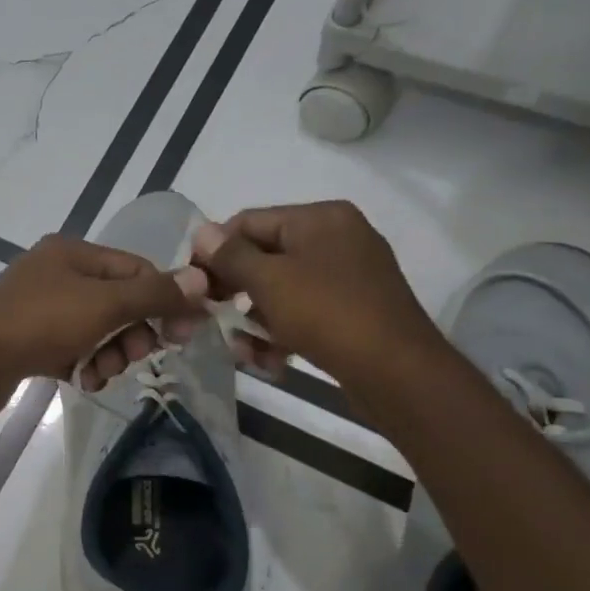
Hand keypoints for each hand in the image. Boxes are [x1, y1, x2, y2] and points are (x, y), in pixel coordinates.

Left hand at [0, 235, 205, 427]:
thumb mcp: (104, 304)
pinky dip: (82, 364)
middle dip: (132, 332)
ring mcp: (38, 308)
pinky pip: (71, 349)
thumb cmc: (39, 324)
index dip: (164, 299)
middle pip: (117, 301)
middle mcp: (55, 274)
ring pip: (96, 330)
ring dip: (109, 354)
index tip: (183, 335)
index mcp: (72, 253)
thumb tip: (201, 280)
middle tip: (136, 357)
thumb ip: (154, 294)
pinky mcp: (27, 341)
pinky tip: (80, 381)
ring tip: (99, 373)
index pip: (135, 269)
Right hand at [190, 201, 441, 394]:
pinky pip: (305, 310)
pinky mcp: (354, 308)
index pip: (248, 222)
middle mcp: (337, 237)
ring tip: (243, 352)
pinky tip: (269, 361)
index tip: (191, 284)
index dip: (215, 251)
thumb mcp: (269, 281)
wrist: (398, 372)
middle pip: (265, 256)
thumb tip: (201, 232)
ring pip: (282, 289)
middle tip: (209, 317)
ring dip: (255, 320)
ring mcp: (349, 274)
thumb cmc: (327, 314)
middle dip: (235, 291)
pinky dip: (283, 332)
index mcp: (320, 218)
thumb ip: (231, 255)